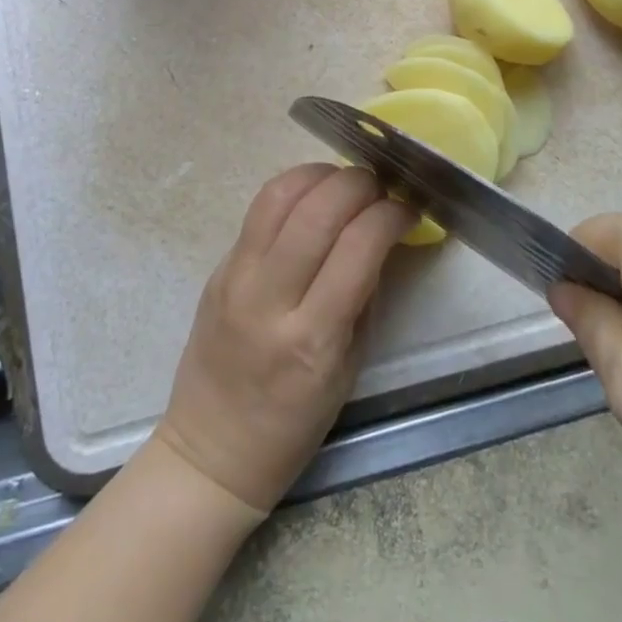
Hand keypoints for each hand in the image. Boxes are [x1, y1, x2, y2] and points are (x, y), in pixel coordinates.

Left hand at [156, 165, 411, 515]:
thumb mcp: (349, 366)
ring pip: (279, 195)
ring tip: (346, 182)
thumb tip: (382, 233)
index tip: (409, 209)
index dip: (391, 215)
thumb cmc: (293, 423)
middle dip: (359, 184)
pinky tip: (313, 196)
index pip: (359, 248)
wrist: (212, 447)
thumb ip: (365, 294)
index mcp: (312, 338)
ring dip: (321, 174)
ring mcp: (236, 277)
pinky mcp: (217, 265)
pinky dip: (293, 189)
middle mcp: (269, 298)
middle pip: (317, 210)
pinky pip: (258, 209)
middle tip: (381, 188)